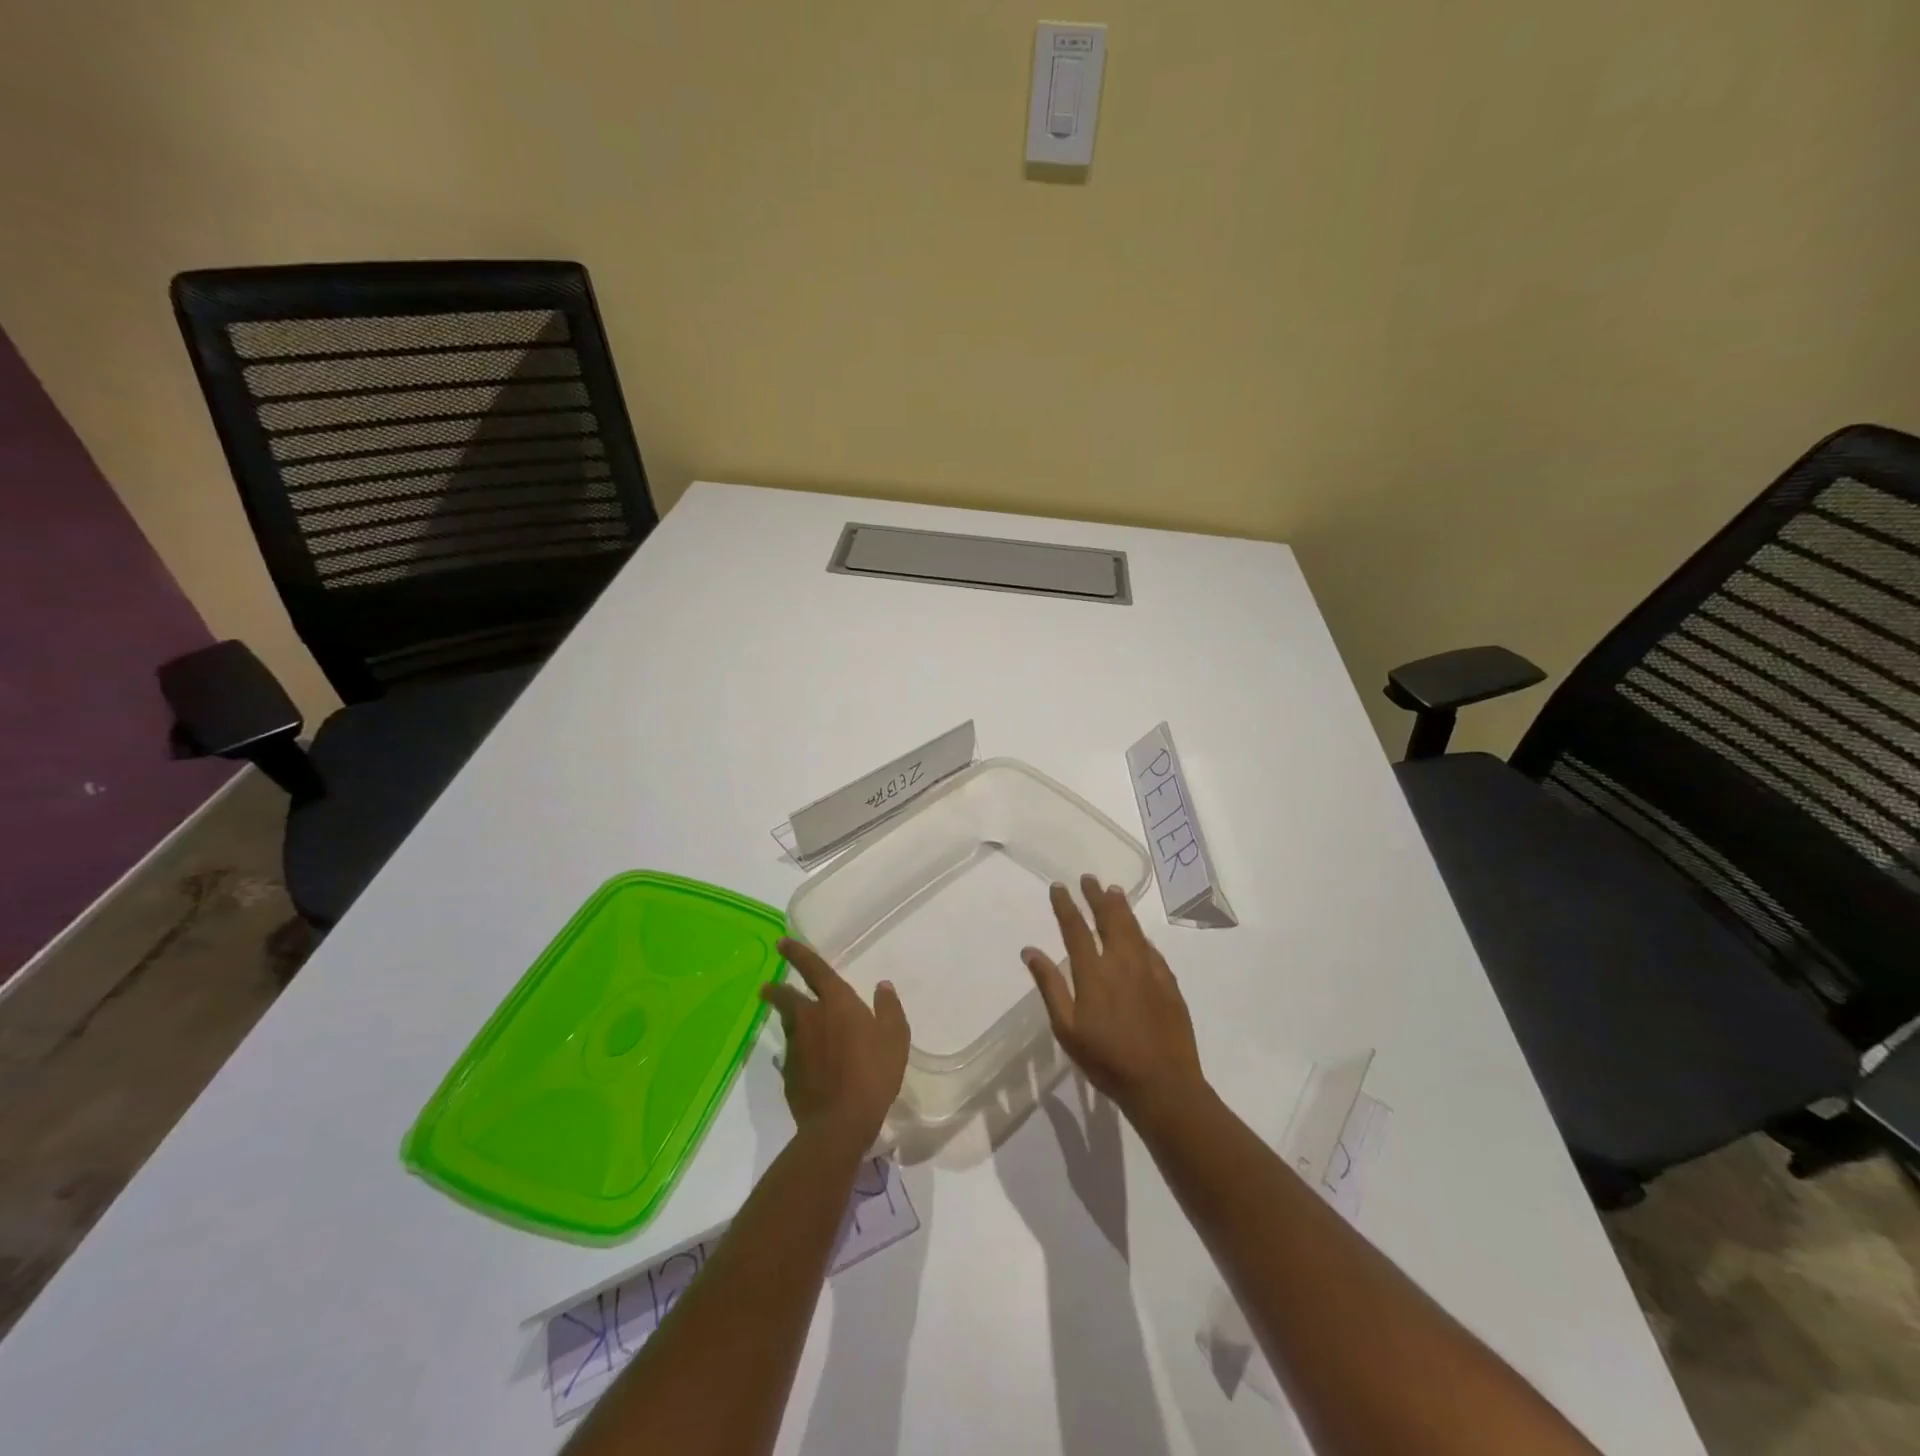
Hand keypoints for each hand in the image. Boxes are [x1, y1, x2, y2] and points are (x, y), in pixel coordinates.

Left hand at [762, 938, 910, 1154]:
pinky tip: (799, 1059)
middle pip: (787, 997)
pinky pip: (789, 1053)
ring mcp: (796, 1047)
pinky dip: (793, 1050)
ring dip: (785, 1017)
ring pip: (787, 1024)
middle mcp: (810, 1018)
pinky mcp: (789, 1073)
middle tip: (768, 987)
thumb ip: (888, 1008)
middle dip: (777, 989)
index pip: (814, 969)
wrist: (839, 1123)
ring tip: (787, 1019)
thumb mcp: (895, 1037)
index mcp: (836, 1003)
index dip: (797, 954)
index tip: (782, 942)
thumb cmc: (873, 1073)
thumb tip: (882, 986)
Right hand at [1022, 875, 1206, 1125]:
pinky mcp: (1168, 982)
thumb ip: (1050, 986)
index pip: (1076, 929)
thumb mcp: (1067, 1029)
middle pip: (1108, 919)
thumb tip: (1030, 951)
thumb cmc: (1107, 1060)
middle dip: (1096, 897)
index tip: (1059, 887)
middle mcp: (1122, 963)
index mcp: (1093, 973)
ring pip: (1133, 929)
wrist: (1163, 1084)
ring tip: (1114, 891)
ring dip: (1121, 908)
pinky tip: (1138, 932)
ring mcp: (1149, 971)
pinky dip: (1140, 934)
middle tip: (1089, 879)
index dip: (1066, 905)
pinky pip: (1151, 948)